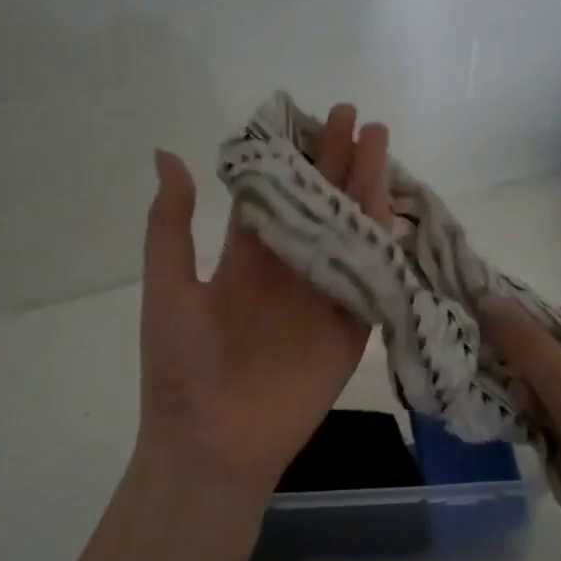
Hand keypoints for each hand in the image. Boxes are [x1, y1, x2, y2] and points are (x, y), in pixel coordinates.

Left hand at [137, 105, 392, 498]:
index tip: (306, 115)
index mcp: (242, 261)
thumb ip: (172, 225)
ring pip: (347, 233)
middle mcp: (285, 272)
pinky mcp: (349, 330)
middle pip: (316, 206)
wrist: (212, 444)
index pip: (272, 197)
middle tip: (353, 116)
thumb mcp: (168, 288)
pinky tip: (393, 204)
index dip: (288, 157)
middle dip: (334, 162)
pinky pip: (369, 280)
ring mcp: (320, 299)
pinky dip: (382, 243)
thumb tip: (169, 155)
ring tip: (381, 143)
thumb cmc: (181, 368)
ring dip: (364, 190)